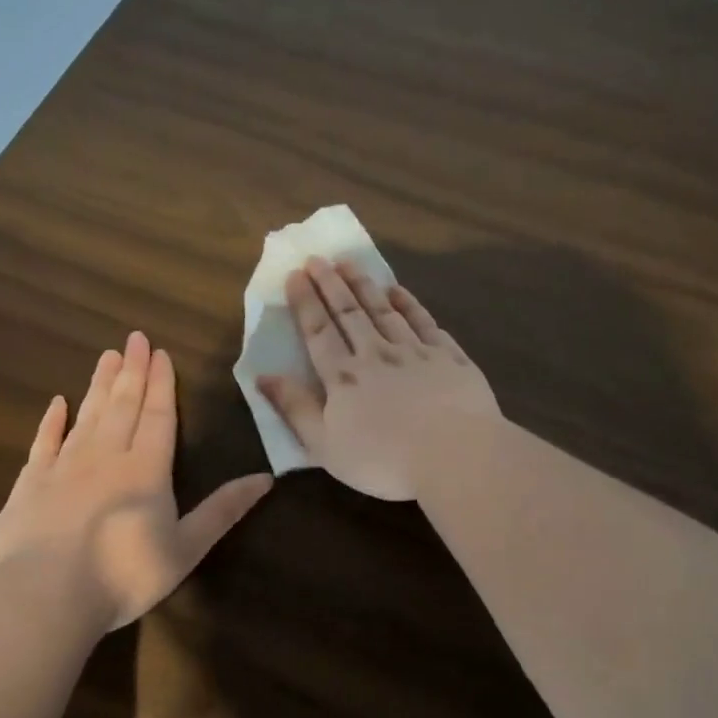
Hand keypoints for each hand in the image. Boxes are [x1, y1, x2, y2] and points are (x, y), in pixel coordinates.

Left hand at [0, 331, 272, 630]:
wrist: (45, 595)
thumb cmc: (125, 574)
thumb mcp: (187, 546)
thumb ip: (224, 509)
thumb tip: (267, 478)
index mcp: (147, 469)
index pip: (158, 416)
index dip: (162, 385)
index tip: (161, 353)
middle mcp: (106, 457)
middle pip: (123, 406)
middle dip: (132, 371)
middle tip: (135, 338)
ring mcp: (64, 467)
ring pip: (87, 416)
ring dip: (99, 385)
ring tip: (107, 356)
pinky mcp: (30, 484)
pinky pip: (44, 442)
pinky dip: (51, 421)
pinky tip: (57, 403)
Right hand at [258, 258, 499, 500]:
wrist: (455, 454)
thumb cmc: (384, 460)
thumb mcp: (325, 446)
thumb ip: (295, 408)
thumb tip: (262, 376)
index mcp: (344, 377)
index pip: (319, 331)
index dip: (306, 302)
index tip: (296, 274)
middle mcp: (376, 354)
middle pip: (349, 313)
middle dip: (331, 284)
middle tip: (318, 258)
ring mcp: (415, 351)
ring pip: (384, 310)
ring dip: (365, 285)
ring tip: (350, 263)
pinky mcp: (448, 356)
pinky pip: (424, 321)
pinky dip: (409, 304)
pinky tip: (398, 290)